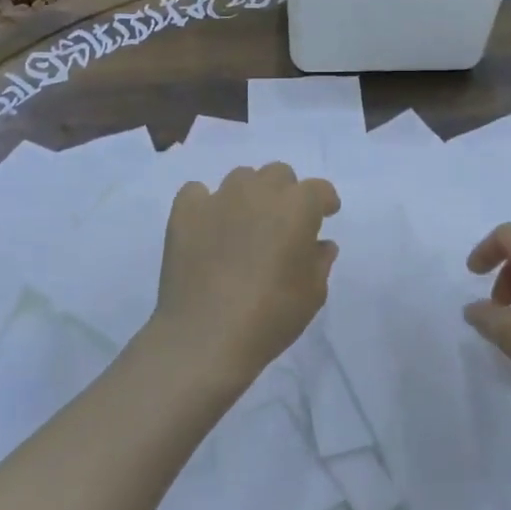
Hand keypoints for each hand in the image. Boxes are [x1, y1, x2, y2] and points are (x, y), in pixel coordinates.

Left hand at [148, 164, 340, 391]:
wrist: (206, 336)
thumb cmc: (271, 316)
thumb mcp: (312, 294)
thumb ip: (320, 261)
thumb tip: (320, 244)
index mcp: (297, 207)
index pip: (319, 189)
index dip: (324, 202)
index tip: (325, 216)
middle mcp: (260, 191)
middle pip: (279, 174)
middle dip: (285, 193)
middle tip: (282, 223)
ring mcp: (219, 198)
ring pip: (240, 178)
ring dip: (249, 195)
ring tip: (244, 224)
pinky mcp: (185, 212)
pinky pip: (196, 192)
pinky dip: (205, 204)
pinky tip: (207, 227)